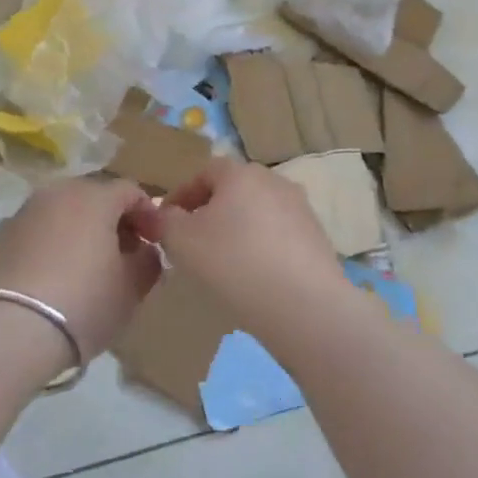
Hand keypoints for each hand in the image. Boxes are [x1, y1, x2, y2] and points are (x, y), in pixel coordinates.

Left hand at [0, 178, 160, 359]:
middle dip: (111, 221)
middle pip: (92, 198)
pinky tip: (46, 283)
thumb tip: (143, 251)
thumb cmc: (82, 304)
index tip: (154, 244)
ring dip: (76, 233)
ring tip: (82, 270)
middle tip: (120, 254)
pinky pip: (31, 237)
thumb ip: (147, 261)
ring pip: (58, 215)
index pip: (131, 191)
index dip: (148, 215)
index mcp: (93, 197)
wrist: (5, 334)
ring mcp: (19, 215)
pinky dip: (45, 250)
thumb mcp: (131, 288)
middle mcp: (55, 194)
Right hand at [127, 158, 347, 330]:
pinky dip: (260, 249)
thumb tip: (160, 213)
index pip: (204, 172)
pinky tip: (252, 278)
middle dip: (209, 212)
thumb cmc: (234, 263)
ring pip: (256, 214)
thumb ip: (164, 221)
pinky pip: (277, 236)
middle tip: (191, 243)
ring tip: (221, 264)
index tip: (165, 223)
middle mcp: (274, 181)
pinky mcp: (316, 238)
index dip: (181, 195)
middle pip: (233, 191)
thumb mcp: (182, 242)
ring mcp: (300, 208)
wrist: (303, 305)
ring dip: (236, 231)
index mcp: (241, 173)